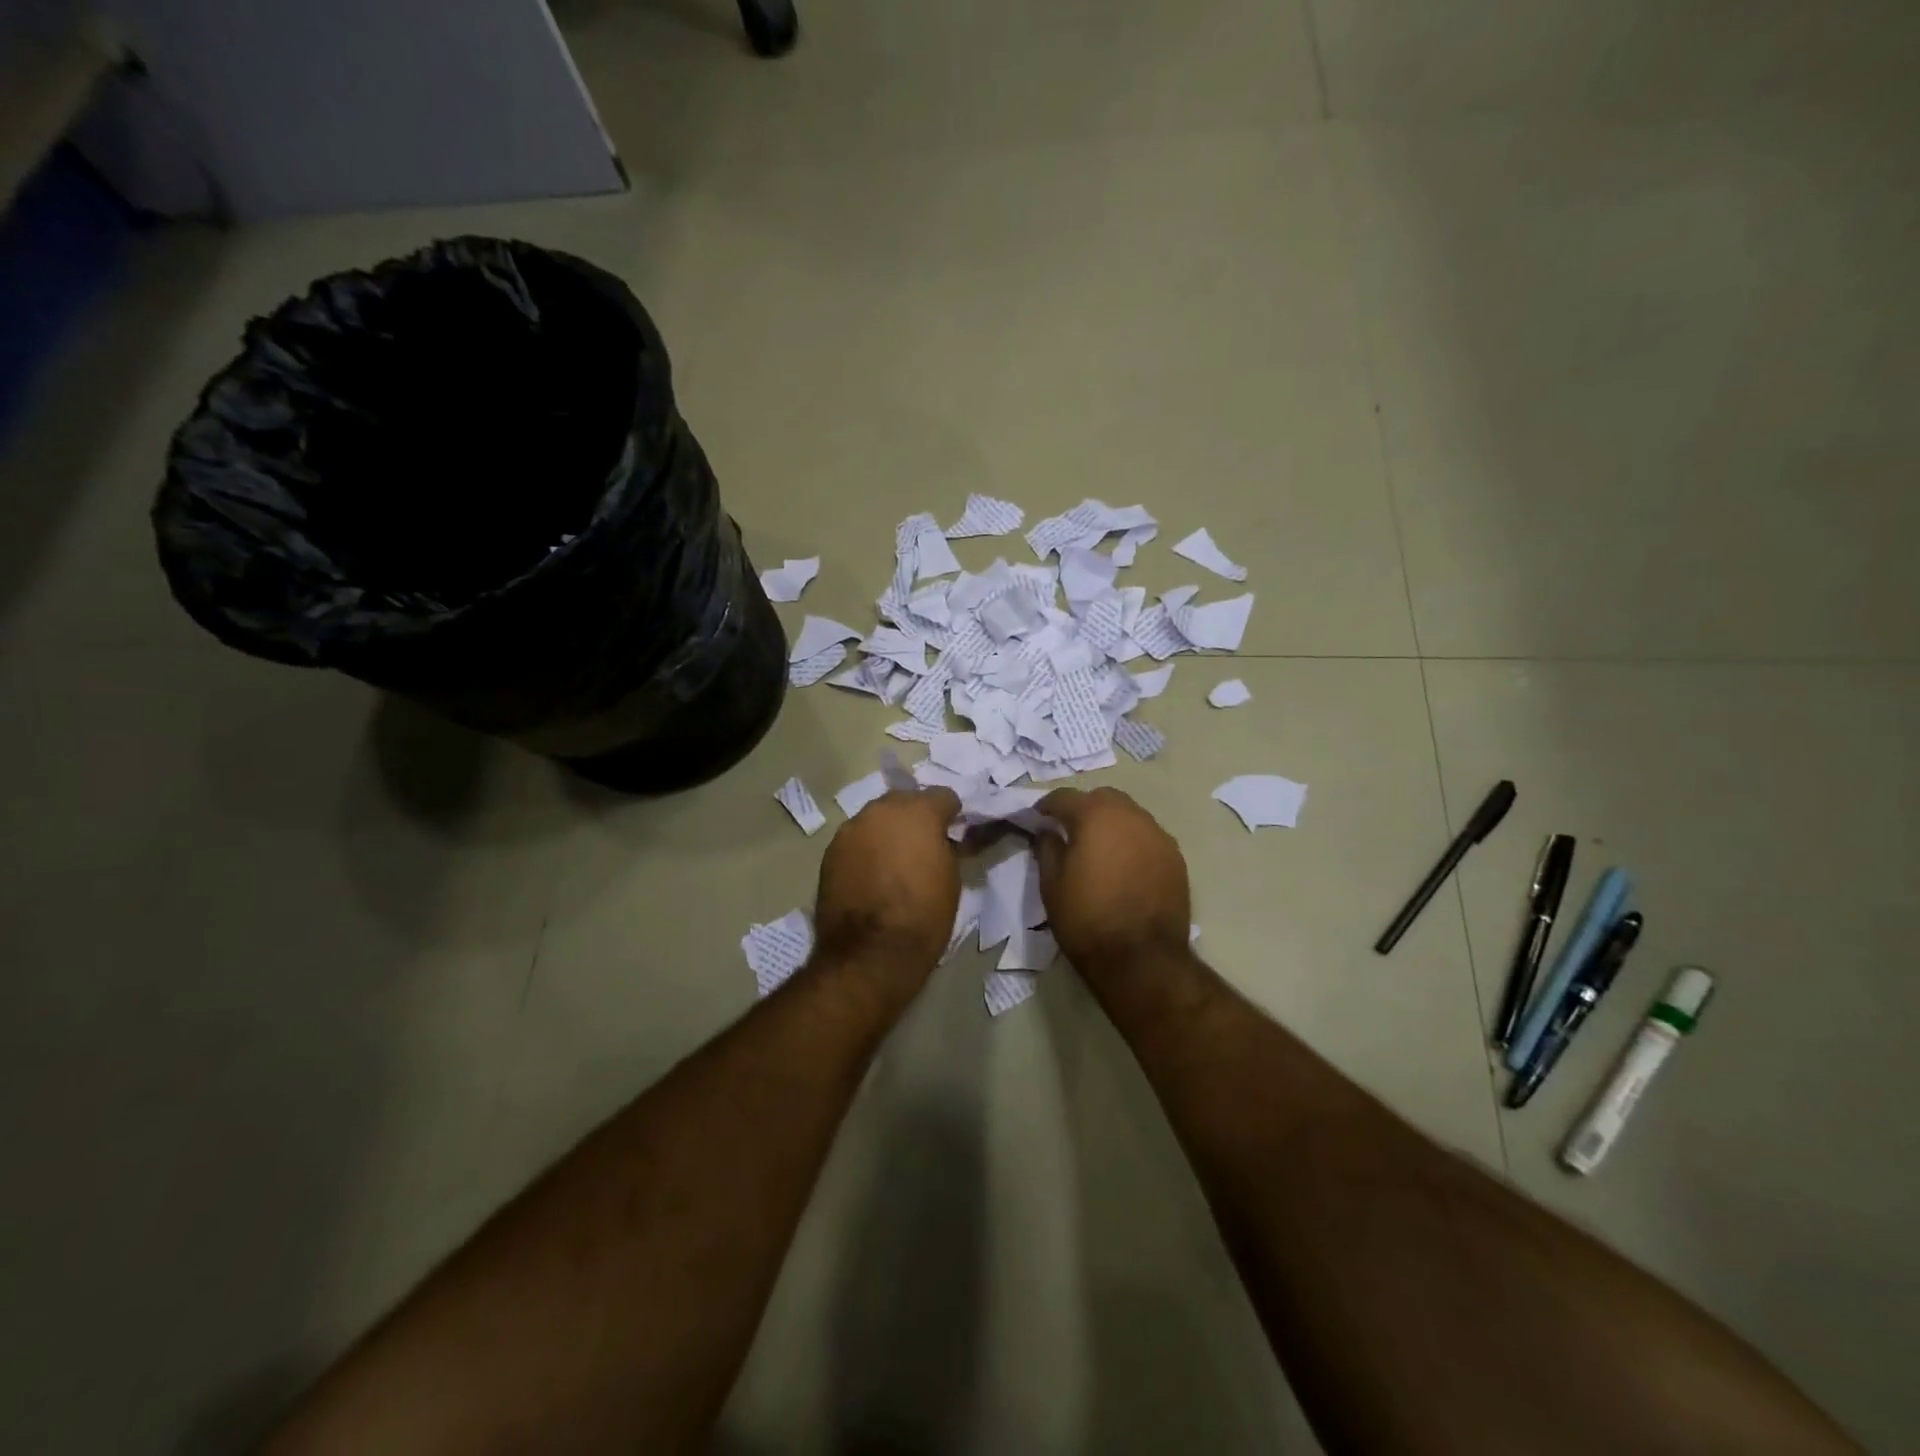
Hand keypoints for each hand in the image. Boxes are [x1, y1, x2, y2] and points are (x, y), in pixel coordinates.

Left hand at [813, 787, 962, 979]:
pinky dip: (866, 851)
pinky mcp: (830, 852)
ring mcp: (851, 829)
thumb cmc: (924, 915)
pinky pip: (855, 841)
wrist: (871, 953)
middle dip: (915, 817)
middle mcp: (881, 810)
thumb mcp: (951, 878)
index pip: (942, 796)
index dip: (951, 813)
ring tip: (893, 860)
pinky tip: (871, 874)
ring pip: (876, 820)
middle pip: (904, 801)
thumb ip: (945, 847)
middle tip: (922, 844)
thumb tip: (939, 841)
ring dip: (887, 832)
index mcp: (918, 812)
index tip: (953, 830)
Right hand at [1036, 788, 1191, 978]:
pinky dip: (1132, 843)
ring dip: (1111, 824)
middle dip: (1084, 808)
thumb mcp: (1051, 884)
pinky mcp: (1176, 857)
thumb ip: (1047, 848)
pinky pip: (1148, 837)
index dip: (1048, 806)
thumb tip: (1049, 831)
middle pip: (1103, 798)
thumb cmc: (1086, 919)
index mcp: (1095, 816)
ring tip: (1100, 850)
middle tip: (1070, 832)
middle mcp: (1131, 815)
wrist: (1142, 959)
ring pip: (1130, 815)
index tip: (1038, 819)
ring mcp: (1158, 835)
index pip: (1065, 797)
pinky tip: (1124, 867)